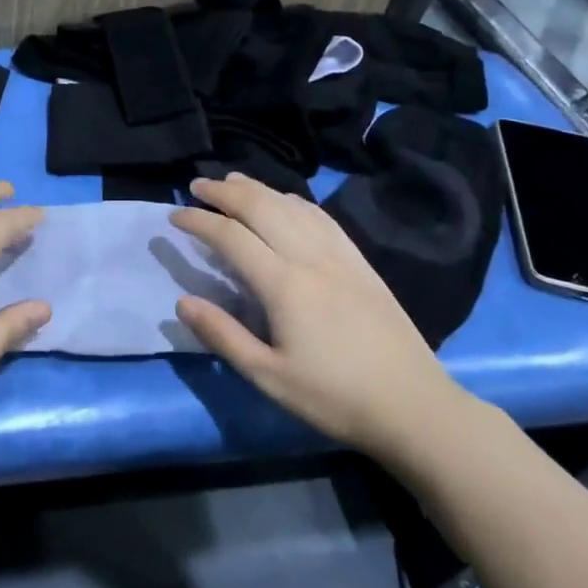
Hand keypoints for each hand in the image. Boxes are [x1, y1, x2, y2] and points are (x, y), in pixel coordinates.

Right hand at [170, 173, 472, 465]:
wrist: (414, 406)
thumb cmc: (334, 397)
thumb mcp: (269, 377)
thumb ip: (223, 336)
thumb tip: (182, 302)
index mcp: (284, 285)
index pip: (231, 237)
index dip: (199, 222)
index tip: (174, 217)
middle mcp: (310, 257)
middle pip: (261, 208)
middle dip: (224, 192)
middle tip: (197, 186)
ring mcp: (340, 255)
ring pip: (292, 205)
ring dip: (258, 188)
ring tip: (232, 181)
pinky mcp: (360, 262)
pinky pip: (321, 217)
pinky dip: (294, 200)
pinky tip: (286, 200)